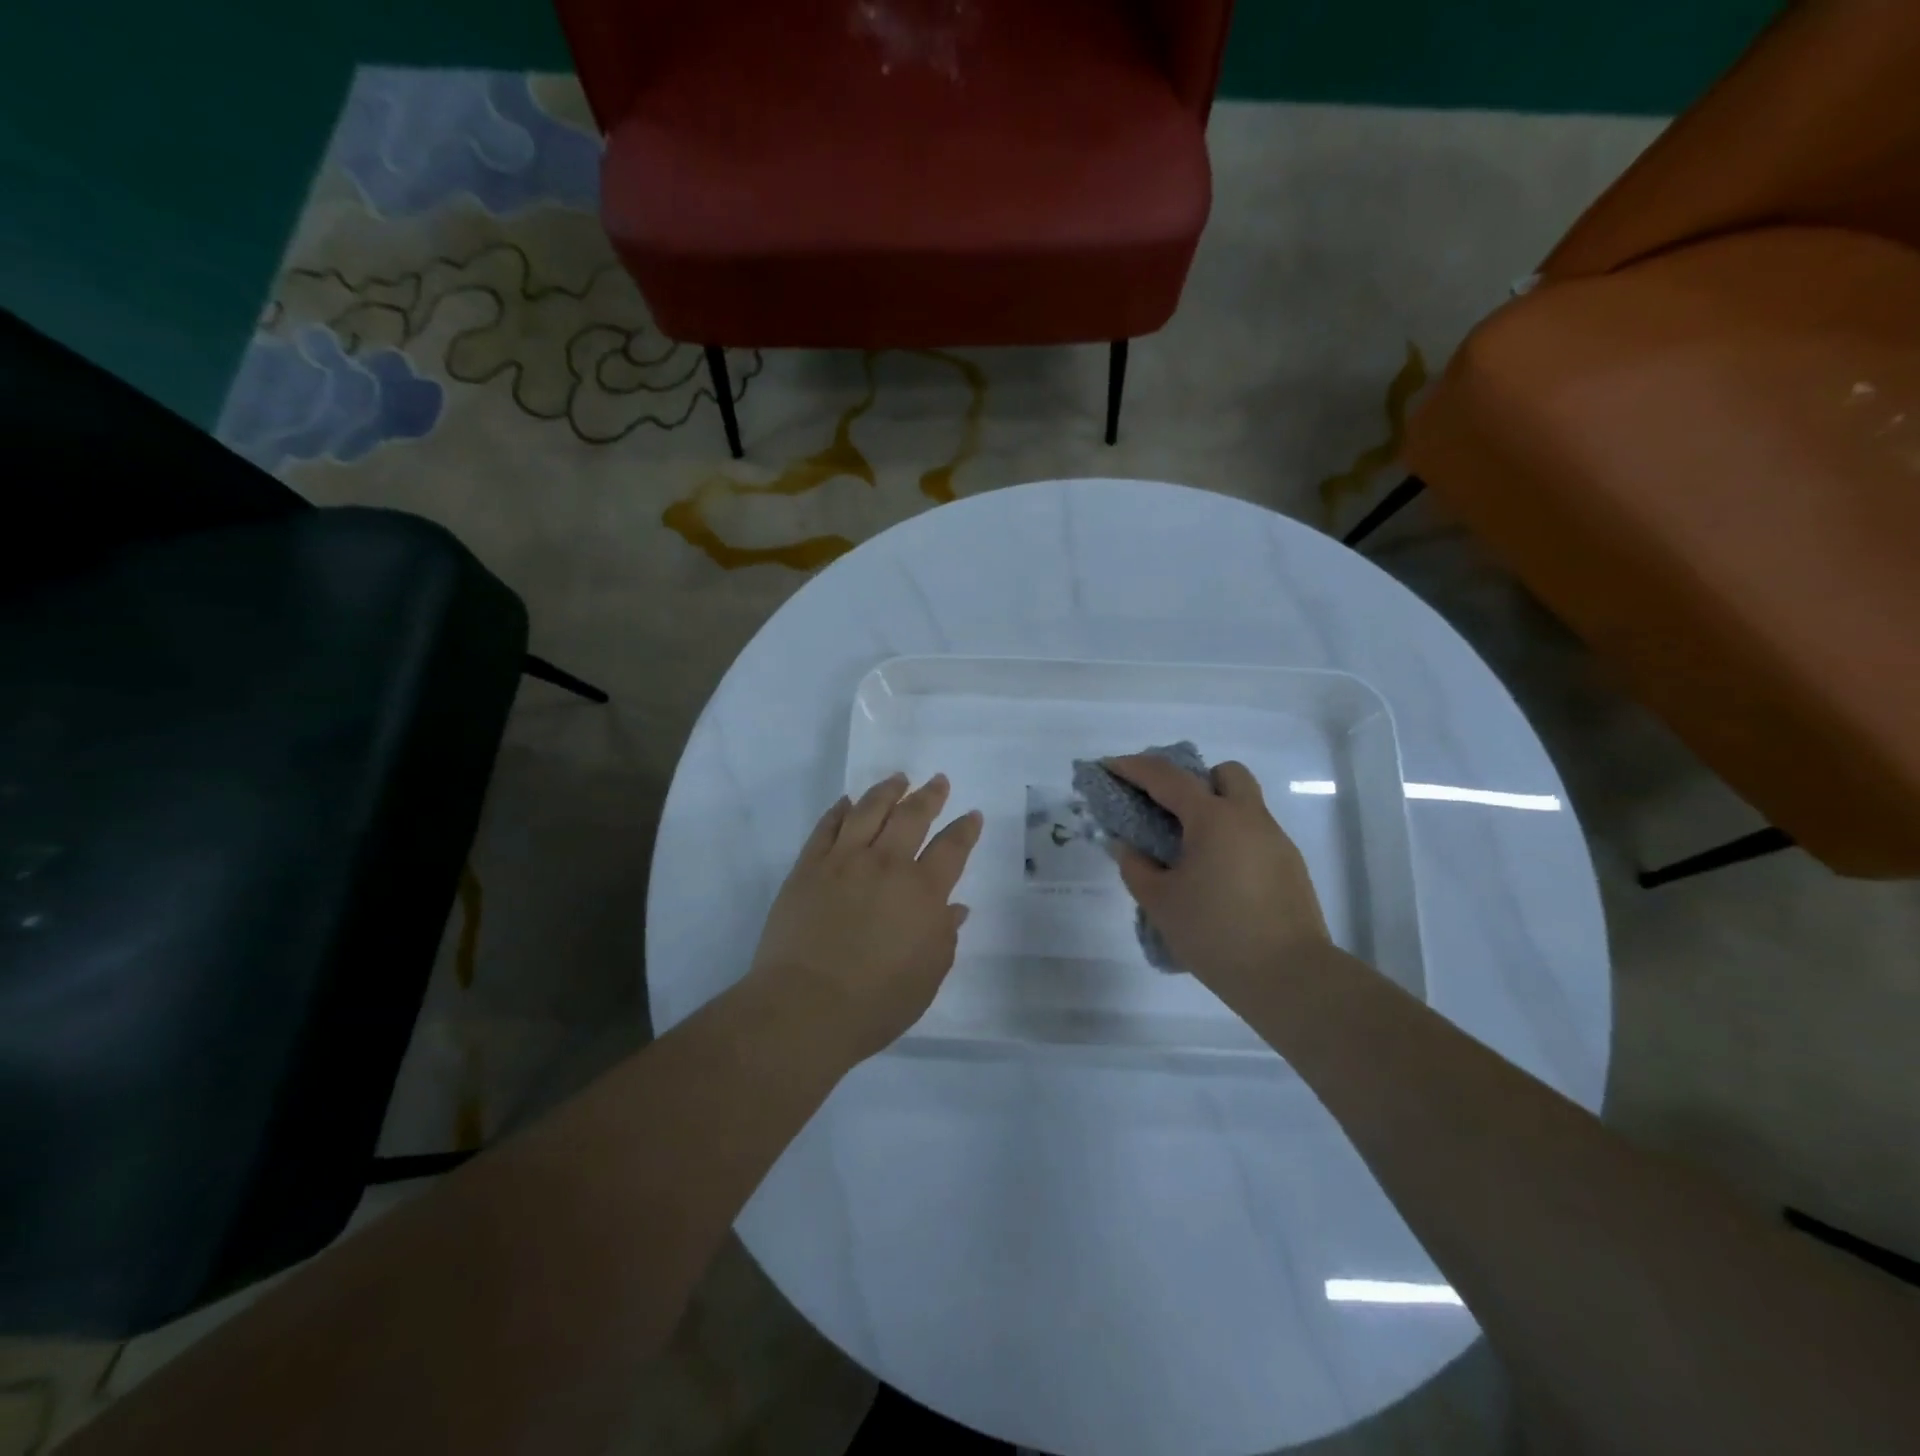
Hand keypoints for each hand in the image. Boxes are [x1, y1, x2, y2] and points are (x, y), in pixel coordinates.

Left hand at [750, 773, 982, 1063]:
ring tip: (898, 779)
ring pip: (868, 810)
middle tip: (938, 782)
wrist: (805, 1007)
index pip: (951, 848)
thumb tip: (954, 908)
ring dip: (887, 791)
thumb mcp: (927, 977)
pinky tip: (846, 803)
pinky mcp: (808, 867)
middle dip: (929, 796)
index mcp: (922, 892)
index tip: (971, 815)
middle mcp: (885, 865)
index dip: (964, 829)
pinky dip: (839, 810)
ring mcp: (843, 861)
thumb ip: (944, 936)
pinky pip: (826, 827)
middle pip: (912, 816)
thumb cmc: (876, 1002)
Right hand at [1103, 756, 1331, 1002]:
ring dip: (1215, 812)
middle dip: (1194, 781)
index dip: (1134, 768)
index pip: (1168, 778)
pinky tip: (1218, 877)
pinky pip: (1255, 835)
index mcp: (1214, 819)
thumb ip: (1136, 866)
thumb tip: (1126, 846)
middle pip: (1224, 774)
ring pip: (1244, 805)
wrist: (1289, 978)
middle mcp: (1249, 818)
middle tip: (1169, 811)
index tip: (1110, 767)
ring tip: (1190, 851)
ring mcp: (1276, 841)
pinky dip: (1232, 840)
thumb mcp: (1160, 902)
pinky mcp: (1291, 866)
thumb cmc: (1215, 934)